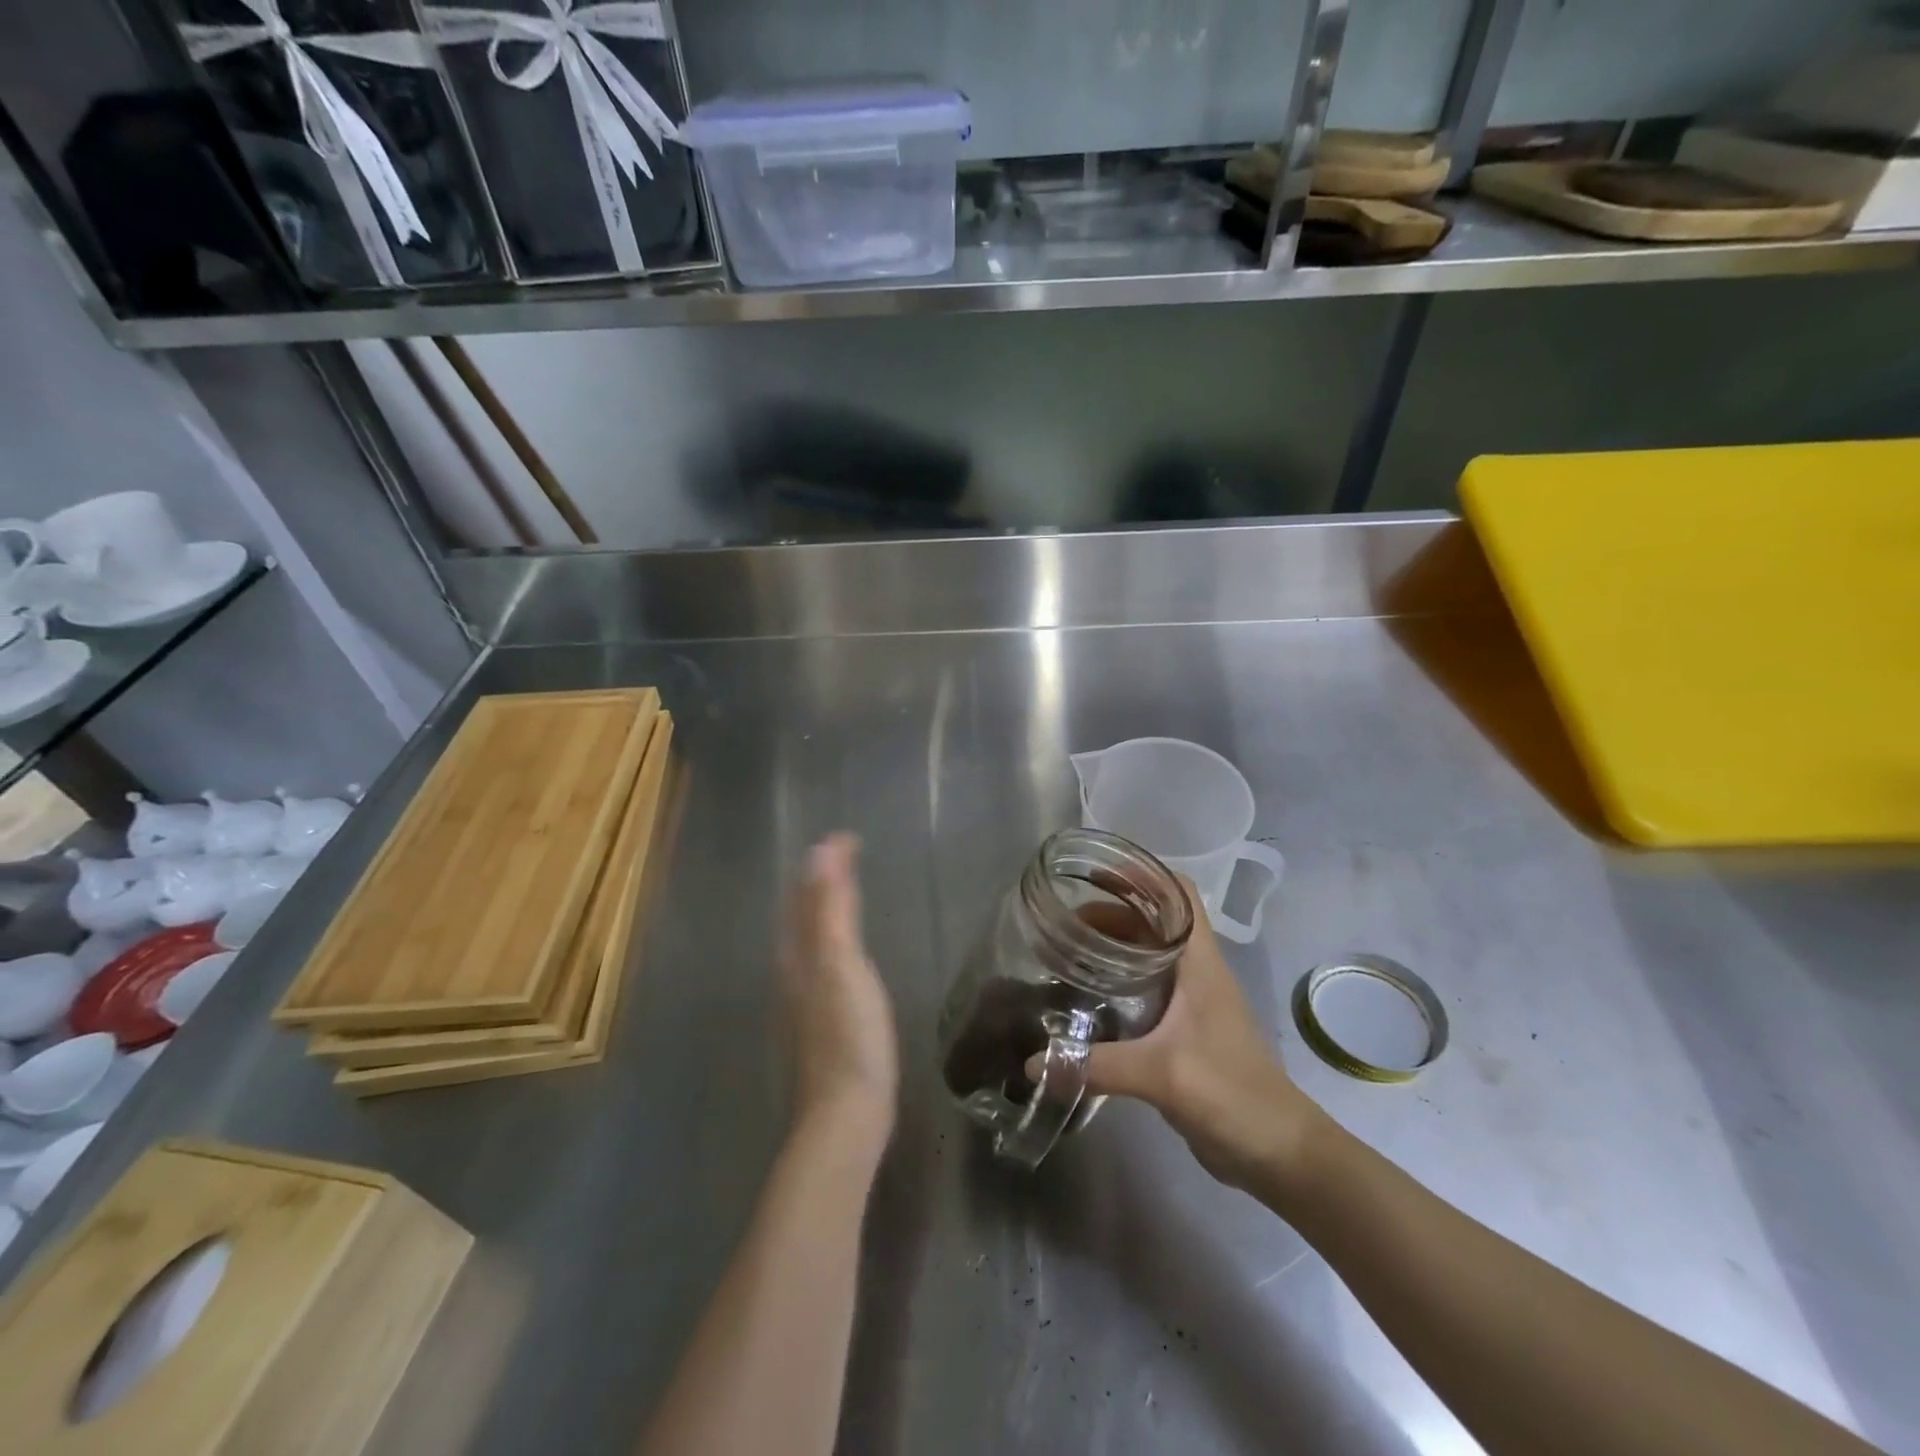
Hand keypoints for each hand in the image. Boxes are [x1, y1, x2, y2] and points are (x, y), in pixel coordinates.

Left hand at [781, 834, 898, 1145]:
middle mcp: (793, 974)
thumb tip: (821, 849)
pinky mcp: (822, 1025)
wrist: (845, 1116)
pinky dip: (834, 941)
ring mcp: (805, 1003)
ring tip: (847, 893)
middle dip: (820, 882)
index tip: (851, 837)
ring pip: (810, 941)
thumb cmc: (848, 1035)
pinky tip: (846, 956)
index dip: (826, 863)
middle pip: (802, 916)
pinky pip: (824, 964)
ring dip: (825, 910)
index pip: (806, 894)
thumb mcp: (840, 963)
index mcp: (798, 955)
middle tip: (847, 857)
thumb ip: (830, 908)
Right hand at [1072, 884, 1321, 1191]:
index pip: (1178, 893)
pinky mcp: (1185, 1031)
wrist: (1278, 1150)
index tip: (1095, 874)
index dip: (1141, 875)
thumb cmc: (1230, 1093)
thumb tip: (1034, 1062)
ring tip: (1069, 952)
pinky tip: (1089, 999)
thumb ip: (1096, 1066)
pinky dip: (1119, 982)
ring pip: (1150, 955)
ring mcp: (1192, 1002)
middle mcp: (1196, 972)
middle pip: (1155, 921)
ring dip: (1114, 948)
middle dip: (1112, 913)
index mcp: (1200, 962)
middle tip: (1065, 923)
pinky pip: (1147, 990)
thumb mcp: (1160, 1074)